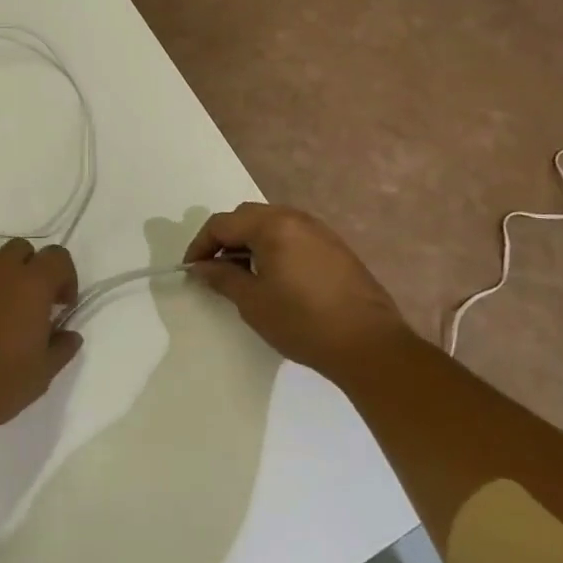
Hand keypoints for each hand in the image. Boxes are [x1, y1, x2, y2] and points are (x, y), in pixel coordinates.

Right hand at [184, 203, 409, 368]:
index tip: (192, 270)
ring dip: (250, 242)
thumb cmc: (303, 322)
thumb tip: (203, 267)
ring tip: (242, 274)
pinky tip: (274, 276)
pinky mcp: (336, 248)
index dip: (200, 245)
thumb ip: (223, 278)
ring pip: (271, 224)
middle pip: (247, 217)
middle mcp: (296, 218)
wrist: (370, 345)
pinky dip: (274, 247)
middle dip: (225, 239)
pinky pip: (293, 235)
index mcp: (272, 226)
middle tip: (214, 269)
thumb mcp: (253, 302)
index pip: (222, 224)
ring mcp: (320, 231)